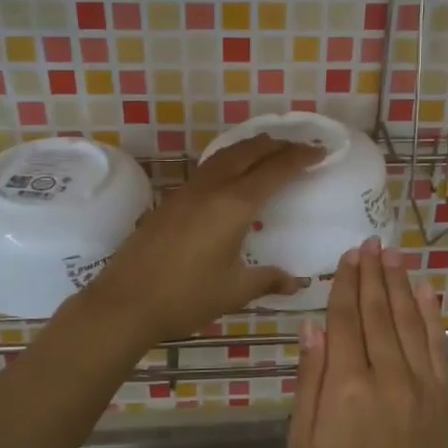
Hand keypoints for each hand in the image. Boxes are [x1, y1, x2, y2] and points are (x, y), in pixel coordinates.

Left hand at [80, 134, 322, 347]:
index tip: (321, 152)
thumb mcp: (235, 291)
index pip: (275, 170)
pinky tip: (232, 174)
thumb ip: (267, 279)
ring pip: (226, 155)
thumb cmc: (186, 297)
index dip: (300, 158)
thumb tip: (295, 282)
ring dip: (252, 147)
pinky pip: (209, 168)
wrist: (126, 302)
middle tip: (301, 146)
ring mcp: (188, 192)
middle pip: (250, 152)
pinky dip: (230, 160)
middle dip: (279, 145)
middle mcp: (212, 189)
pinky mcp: (171, 201)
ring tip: (270, 150)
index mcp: (234, 205)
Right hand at [288, 238, 447, 447]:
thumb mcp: (304, 443)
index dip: (345, 284)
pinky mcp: (443, 396)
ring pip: (409, 320)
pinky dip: (432, 314)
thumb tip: (312, 326)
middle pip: (377, 312)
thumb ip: (310, 380)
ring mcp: (420, 383)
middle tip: (370, 244)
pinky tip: (426, 290)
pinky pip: (438, 345)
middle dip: (372, 275)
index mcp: (346, 385)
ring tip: (393, 255)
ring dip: (400, 284)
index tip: (348, 257)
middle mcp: (386, 374)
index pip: (344, 320)